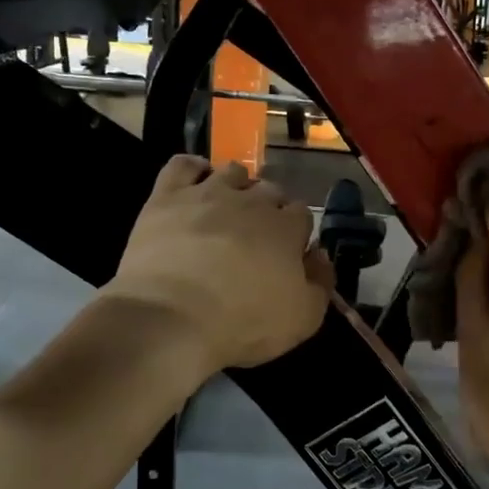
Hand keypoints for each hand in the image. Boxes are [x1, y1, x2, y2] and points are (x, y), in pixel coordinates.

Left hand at [110, 156, 330, 375]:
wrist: (172, 319)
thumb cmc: (243, 323)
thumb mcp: (303, 318)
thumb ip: (321, 283)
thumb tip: (320, 256)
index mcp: (286, 228)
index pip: (301, 214)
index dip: (296, 232)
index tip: (287, 253)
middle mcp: (251, 201)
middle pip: (269, 190)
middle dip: (268, 208)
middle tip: (255, 237)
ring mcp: (207, 193)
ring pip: (232, 172)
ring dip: (237, 186)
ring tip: (227, 210)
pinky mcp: (167, 196)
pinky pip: (183, 165)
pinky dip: (193, 169)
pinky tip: (194, 185)